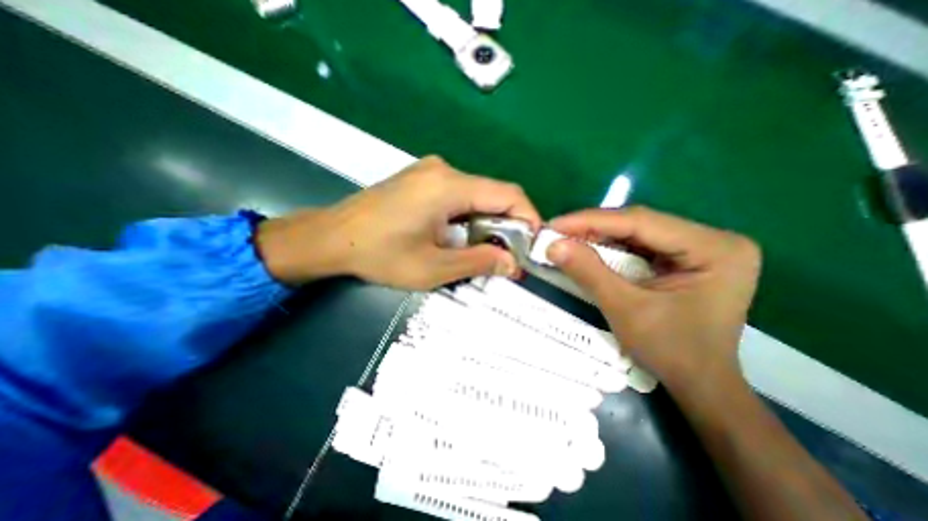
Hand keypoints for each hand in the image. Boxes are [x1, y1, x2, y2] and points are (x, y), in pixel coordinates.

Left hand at [254, 156, 545, 290]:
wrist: (331, 238)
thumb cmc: (380, 254)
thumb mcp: (433, 268)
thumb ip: (478, 262)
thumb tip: (512, 264)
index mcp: (448, 186)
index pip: (508, 194)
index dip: (528, 218)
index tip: (532, 245)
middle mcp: (444, 170)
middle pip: (493, 194)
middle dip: (507, 226)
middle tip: (507, 256)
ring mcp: (431, 171)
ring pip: (477, 195)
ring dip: (487, 223)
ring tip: (483, 251)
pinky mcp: (422, 179)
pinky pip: (459, 195)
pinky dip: (470, 217)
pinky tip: (460, 237)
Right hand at [545, 206, 757, 389]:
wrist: (699, 383)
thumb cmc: (670, 351)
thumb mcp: (625, 310)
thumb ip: (589, 273)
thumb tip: (553, 245)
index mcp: (713, 248)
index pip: (640, 222)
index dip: (591, 221)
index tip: (554, 225)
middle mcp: (712, 238)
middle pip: (639, 223)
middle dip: (592, 228)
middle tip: (556, 232)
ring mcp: (700, 247)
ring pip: (636, 232)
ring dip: (598, 236)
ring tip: (566, 240)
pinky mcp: (684, 258)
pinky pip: (639, 245)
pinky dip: (609, 248)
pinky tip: (587, 250)